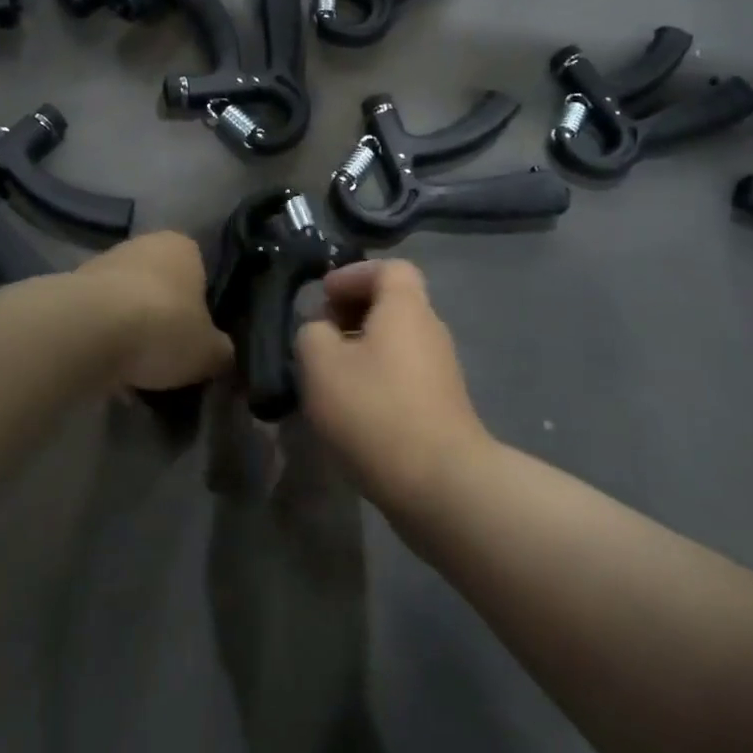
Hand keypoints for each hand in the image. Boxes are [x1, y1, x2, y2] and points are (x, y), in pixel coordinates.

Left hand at [78, 232, 233, 390]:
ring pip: (127, 302)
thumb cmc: (163, 327)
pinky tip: (108, 371)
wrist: (87, 331)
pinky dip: (104, 341)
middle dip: (164, 318)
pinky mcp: (70, 290)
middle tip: (170, 355)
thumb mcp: (210, 351)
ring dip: (131, 330)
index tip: (199, 337)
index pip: (201, 272)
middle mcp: (142, 244)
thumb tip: (223, 356)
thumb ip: (222, 351)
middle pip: (160, 285)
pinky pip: (98, 321)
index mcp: (183, 246)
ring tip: (138, 371)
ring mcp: (102, 264)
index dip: (202, 307)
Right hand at [297, 259, 489, 513]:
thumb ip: (311, 334)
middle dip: (352, 312)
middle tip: (319, 335)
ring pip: (395, 341)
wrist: (440, 483)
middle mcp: (430, 330)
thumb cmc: (375, 409)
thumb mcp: (320, 364)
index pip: (388, 268)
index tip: (323, 295)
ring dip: (360, 348)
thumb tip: (321, 331)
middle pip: (392, 304)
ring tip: (328, 375)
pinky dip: (375, 376)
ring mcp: (441, 370)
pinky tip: (351, 407)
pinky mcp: (441, 405)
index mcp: (406, 308)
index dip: (353, 274)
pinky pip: (402, 373)